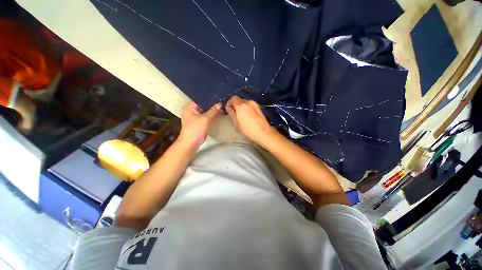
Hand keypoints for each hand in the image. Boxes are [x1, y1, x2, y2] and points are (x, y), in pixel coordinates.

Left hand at [178, 102, 221, 147]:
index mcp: (190, 107)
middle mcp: (192, 110)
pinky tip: (220, 113)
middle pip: (204, 105)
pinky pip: (207, 116)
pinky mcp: (200, 122)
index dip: (210, 98)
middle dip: (213, 105)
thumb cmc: (195, 129)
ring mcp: (196, 116)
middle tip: (222, 101)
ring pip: (206, 111)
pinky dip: (212, 115)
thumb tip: (220, 103)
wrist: (191, 142)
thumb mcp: (205, 119)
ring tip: (223, 106)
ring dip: (213, 110)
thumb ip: (213, 111)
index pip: (201, 99)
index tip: (218, 96)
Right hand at [225, 96, 275, 144]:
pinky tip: (249, 117)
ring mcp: (255, 104)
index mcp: (241, 105)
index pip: (233, 98)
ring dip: (242, 107)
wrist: (263, 132)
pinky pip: (251, 106)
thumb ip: (231, 113)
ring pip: (245, 103)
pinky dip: (248, 109)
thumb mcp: (236, 123)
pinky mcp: (259, 108)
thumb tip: (229, 108)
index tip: (229, 110)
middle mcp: (248, 102)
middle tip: (235, 114)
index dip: (229, 103)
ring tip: (242, 116)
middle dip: (236, 105)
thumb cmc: (247, 129)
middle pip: (240, 100)